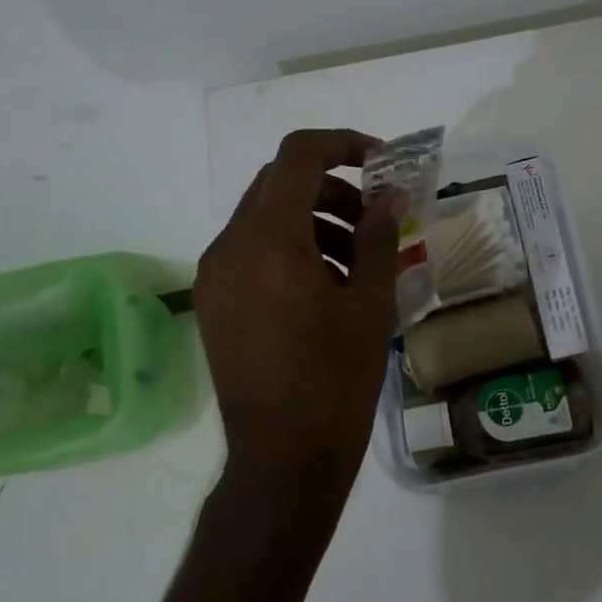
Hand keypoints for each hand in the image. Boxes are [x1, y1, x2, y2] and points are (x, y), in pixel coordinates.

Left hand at [195, 129, 400, 508]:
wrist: (283, 457)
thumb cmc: (336, 377)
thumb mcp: (370, 302)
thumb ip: (379, 235)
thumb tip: (389, 193)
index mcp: (268, 238)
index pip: (298, 156)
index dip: (343, 144)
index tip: (381, 161)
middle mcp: (229, 246)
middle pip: (278, 185)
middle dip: (331, 188)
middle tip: (374, 217)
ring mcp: (214, 277)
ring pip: (263, 219)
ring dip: (311, 221)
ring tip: (357, 260)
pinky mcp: (212, 304)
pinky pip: (251, 253)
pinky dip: (288, 250)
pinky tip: (324, 288)